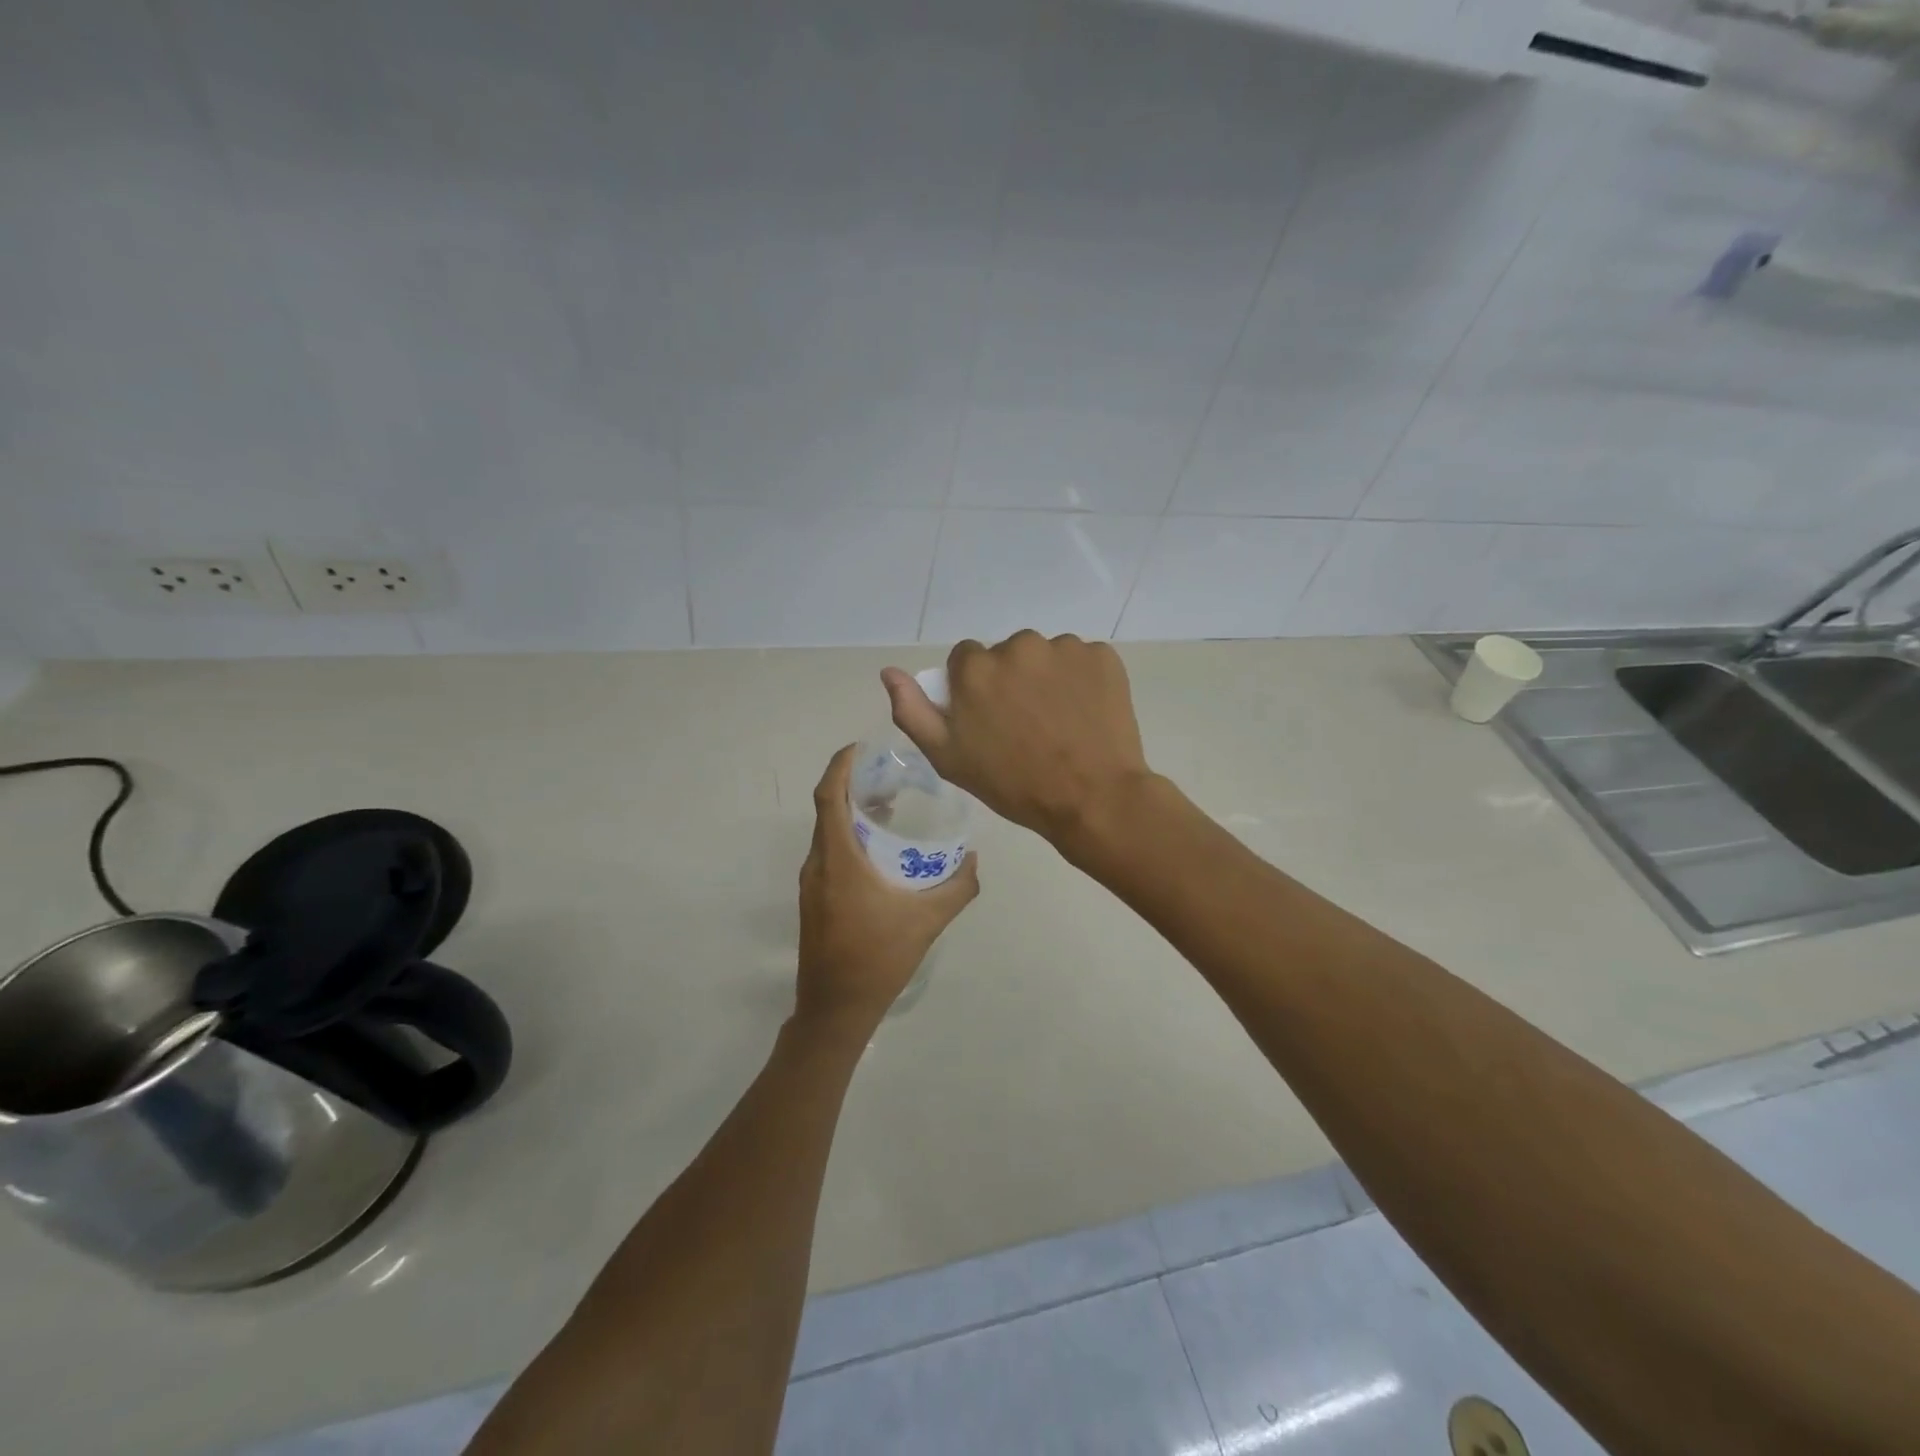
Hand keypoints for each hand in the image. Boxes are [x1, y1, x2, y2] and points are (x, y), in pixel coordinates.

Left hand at [795, 744, 979, 1032]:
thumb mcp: (928, 920)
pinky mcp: (814, 901)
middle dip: (852, 786)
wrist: (836, 1009)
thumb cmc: (879, 958)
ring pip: (827, 833)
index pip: (828, 797)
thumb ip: (958, 887)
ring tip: (888, 806)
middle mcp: (818, 865)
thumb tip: (975, 859)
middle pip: (827, 810)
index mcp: (838, 860)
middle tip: (888, 775)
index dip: (839, 766)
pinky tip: (878, 850)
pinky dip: (849, 837)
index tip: (860, 748)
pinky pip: (829, 854)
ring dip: (851, 813)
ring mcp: (812, 885)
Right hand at [881, 631, 1152, 849]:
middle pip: (1006, 654)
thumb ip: (913, 711)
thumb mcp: (948, 759)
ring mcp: (1064, 648)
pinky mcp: (1102, 655)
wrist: (1091, 799)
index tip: (990, 719)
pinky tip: (1085, 713)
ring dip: (1047, 678)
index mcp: (976, 669)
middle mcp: (1018, 646)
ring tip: (1059, 721)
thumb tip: (889, 672)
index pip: (966, 659)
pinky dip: (1082, 680)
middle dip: (1012, 680)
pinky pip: (1082, 660)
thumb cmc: (1013, 785)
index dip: (974, 689)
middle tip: (1026, 724)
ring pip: (1045, 656)